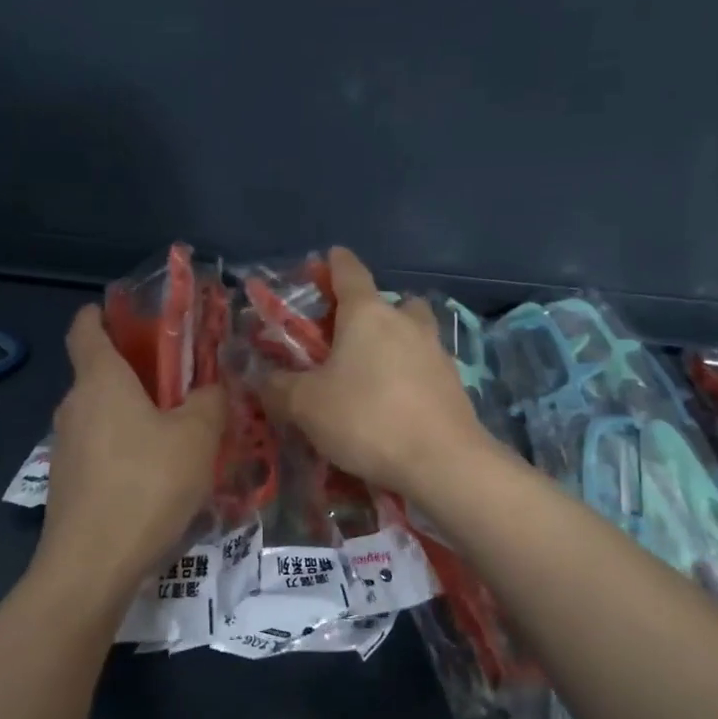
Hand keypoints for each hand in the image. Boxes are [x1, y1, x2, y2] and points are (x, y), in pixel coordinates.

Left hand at [35, 305, 225, 597]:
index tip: (127, 313)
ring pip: (101, 414)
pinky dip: (125, 447)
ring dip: (134, 413)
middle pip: (99, 372)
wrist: (92, 566)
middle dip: (136, 370)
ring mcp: (65, 448)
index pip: (85, 328)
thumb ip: (211, 401)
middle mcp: (74, 406)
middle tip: (181, 381)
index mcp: (100, 380)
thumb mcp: (198, 436)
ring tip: (178, 432)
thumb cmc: (147, 484)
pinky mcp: (67, 483)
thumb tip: (213, 386)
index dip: (102, 313)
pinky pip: (99, 448)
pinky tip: (156, 475)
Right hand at [260, 248, 493, 497]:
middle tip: (347, 334)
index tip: (329, 257)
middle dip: (369, 311)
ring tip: (372, 371)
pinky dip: (409, 374)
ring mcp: (436, 351)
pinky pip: (425, 366)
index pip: (349, 272)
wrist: (442, 461)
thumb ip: (279, 388)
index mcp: (367, 314)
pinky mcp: (453, 383)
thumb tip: (264, 379)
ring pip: (413, 332)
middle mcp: (406, 322)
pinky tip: (395, 402)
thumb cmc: (367, 418)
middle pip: (389, 302)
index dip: (335, 263)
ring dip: (394, 341)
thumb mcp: (306, 405)